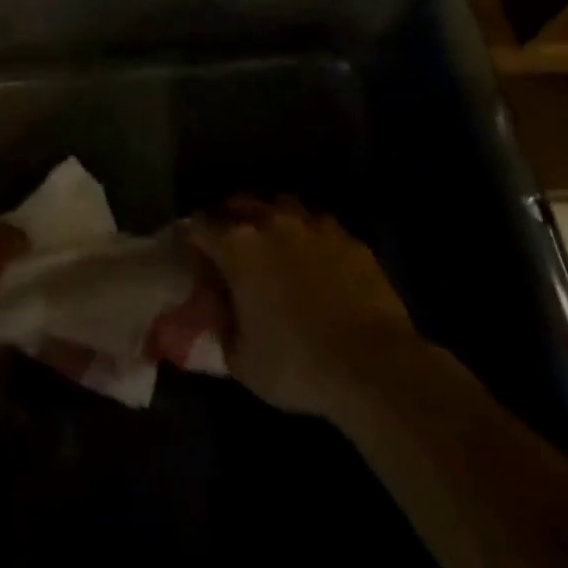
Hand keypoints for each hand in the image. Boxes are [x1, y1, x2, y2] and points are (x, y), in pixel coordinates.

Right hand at [190, 198, 423, 421]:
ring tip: (275, 247)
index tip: (195, 255)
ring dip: (272, 220)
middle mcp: (272, 223)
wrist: (373, 365)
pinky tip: (317, 262)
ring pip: (283, 206)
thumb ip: (222, 327)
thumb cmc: (296, 364)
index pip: (200, 223)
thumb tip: (220, 313)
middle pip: (240, 203)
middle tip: (231, 248)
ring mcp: (315, 226)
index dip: (194, 237)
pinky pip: (321, 226)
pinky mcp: (350, 240)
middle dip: (230, 219)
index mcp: (237, 245)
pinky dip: (312, 238)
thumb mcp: (240, 360)